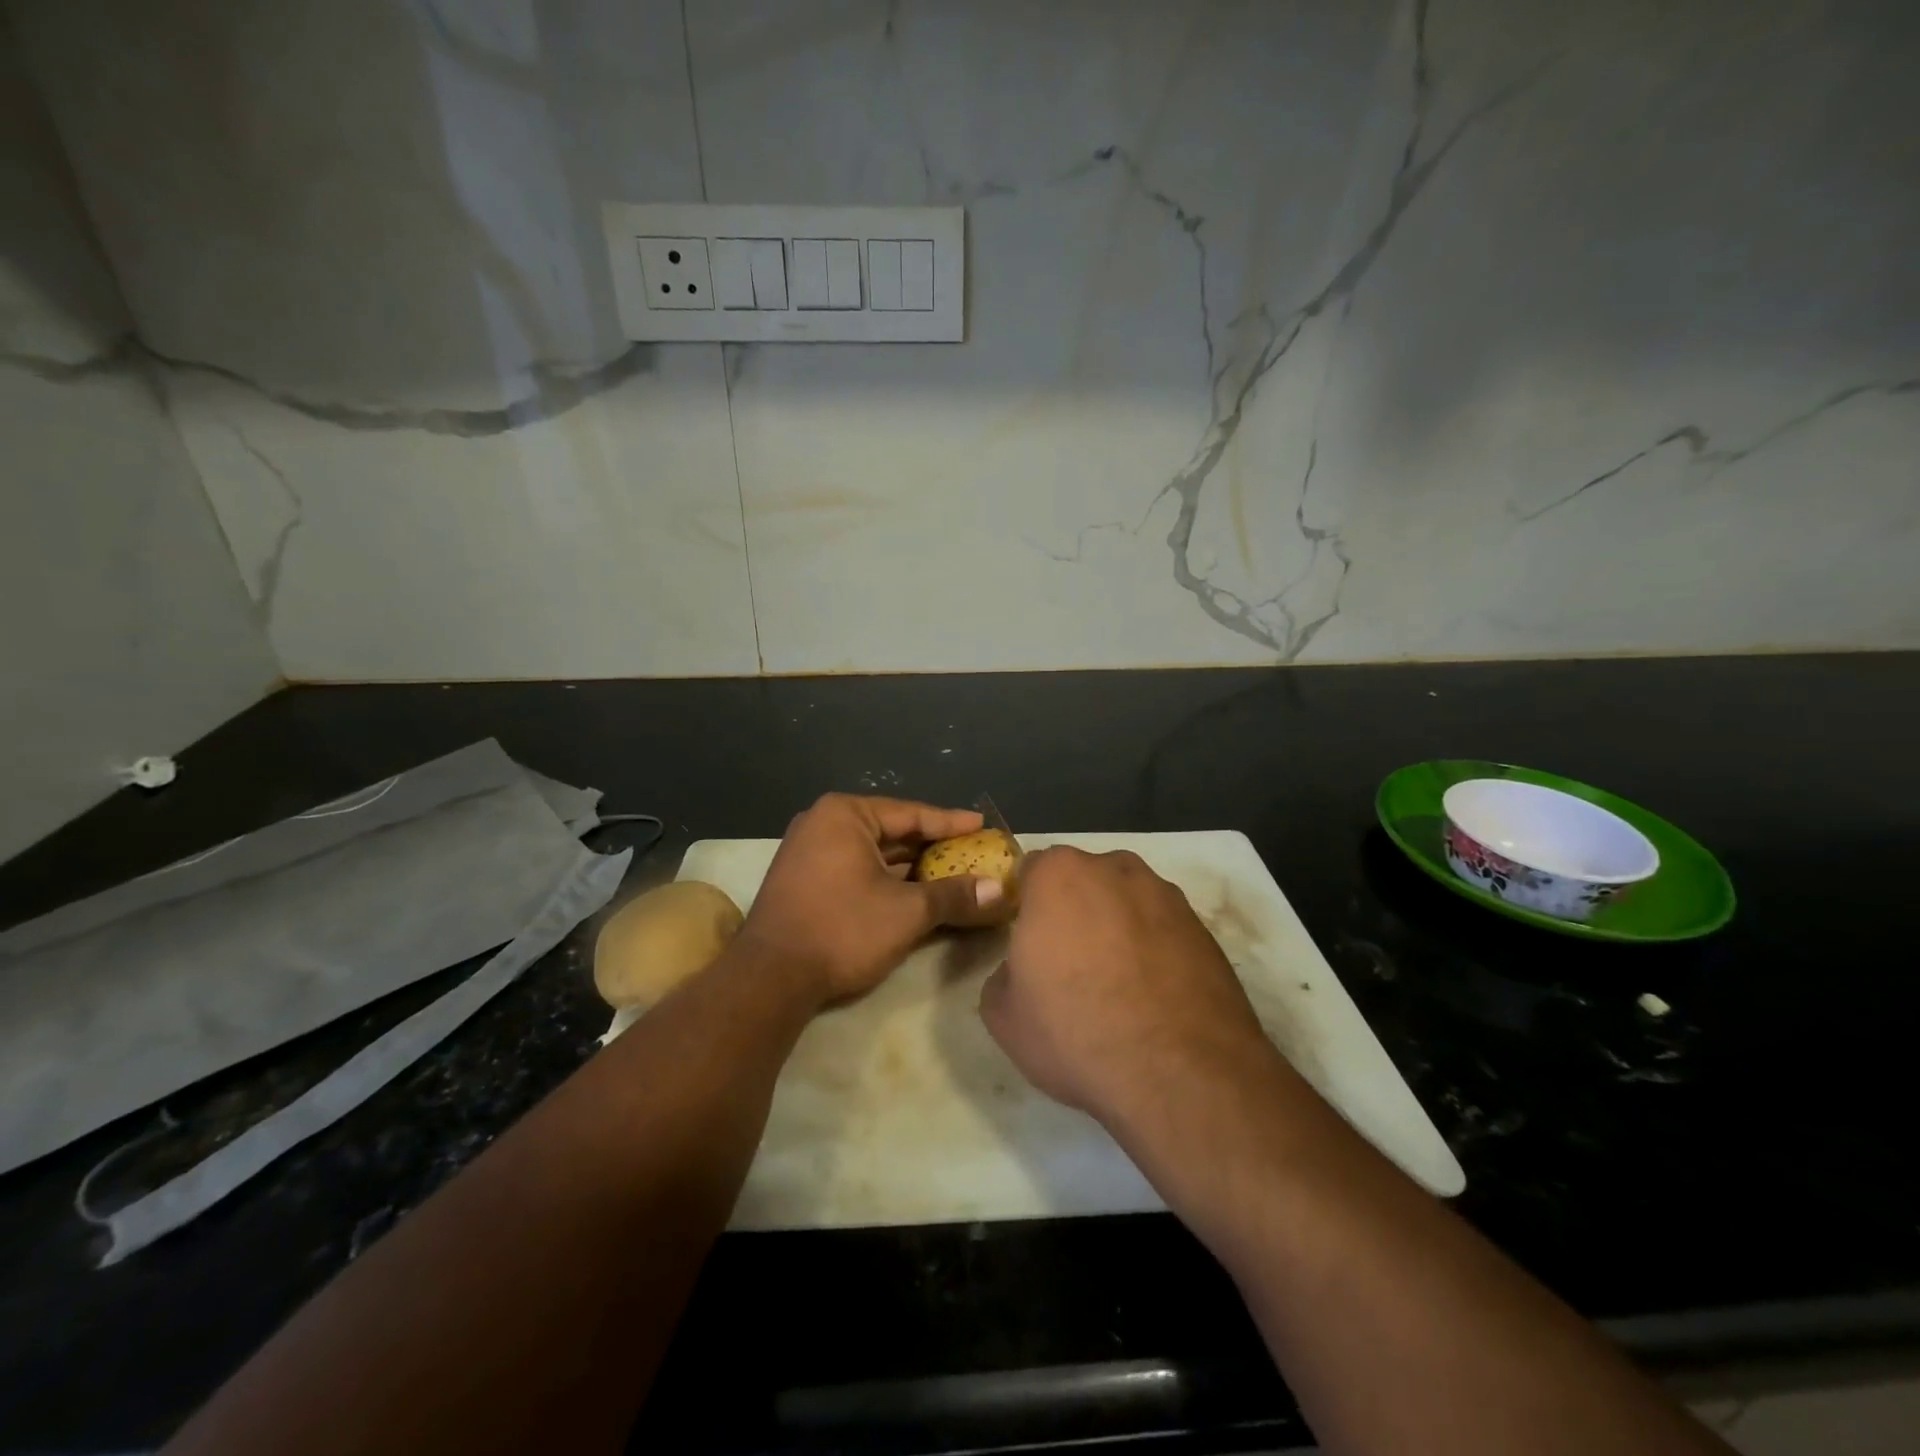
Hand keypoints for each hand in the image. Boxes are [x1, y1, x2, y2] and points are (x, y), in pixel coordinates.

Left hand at [739, 794, 1009, 1005]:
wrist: (769, 979)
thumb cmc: (842, 929)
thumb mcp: (907, 912)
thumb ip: (954, 896)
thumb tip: (999, 891)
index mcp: (845, 815)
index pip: (911, 814)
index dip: (951, 822)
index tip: (983, 824)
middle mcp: (823, 824)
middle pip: (892, 832)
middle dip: (933, 847)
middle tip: (973, 852)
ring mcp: (809, 852)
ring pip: (874, 854)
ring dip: (911, 867)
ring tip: (953, 874)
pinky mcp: (804, 880)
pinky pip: (856, 869)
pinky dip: (887, 880)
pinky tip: (915, 893)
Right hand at [979, 847, 1273, 1125]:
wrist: (1182, 1075)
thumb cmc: (1076, 1033)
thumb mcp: (1003, 1014)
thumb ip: (1003, 972)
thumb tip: (1023, 968)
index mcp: (1059, 875)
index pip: (1030, 870)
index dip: (1025, 905)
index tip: (1027, 942)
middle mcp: (1115, 870)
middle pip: (1083, 880)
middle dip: (1073, 911)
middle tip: (1069, 964)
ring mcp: (1166, 896)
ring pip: (1126, 903)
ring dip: (1116, 928)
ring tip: (1117, 985)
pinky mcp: (1204, 929)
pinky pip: (1162, 930)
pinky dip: (1153, 951)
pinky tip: (1152, 997)